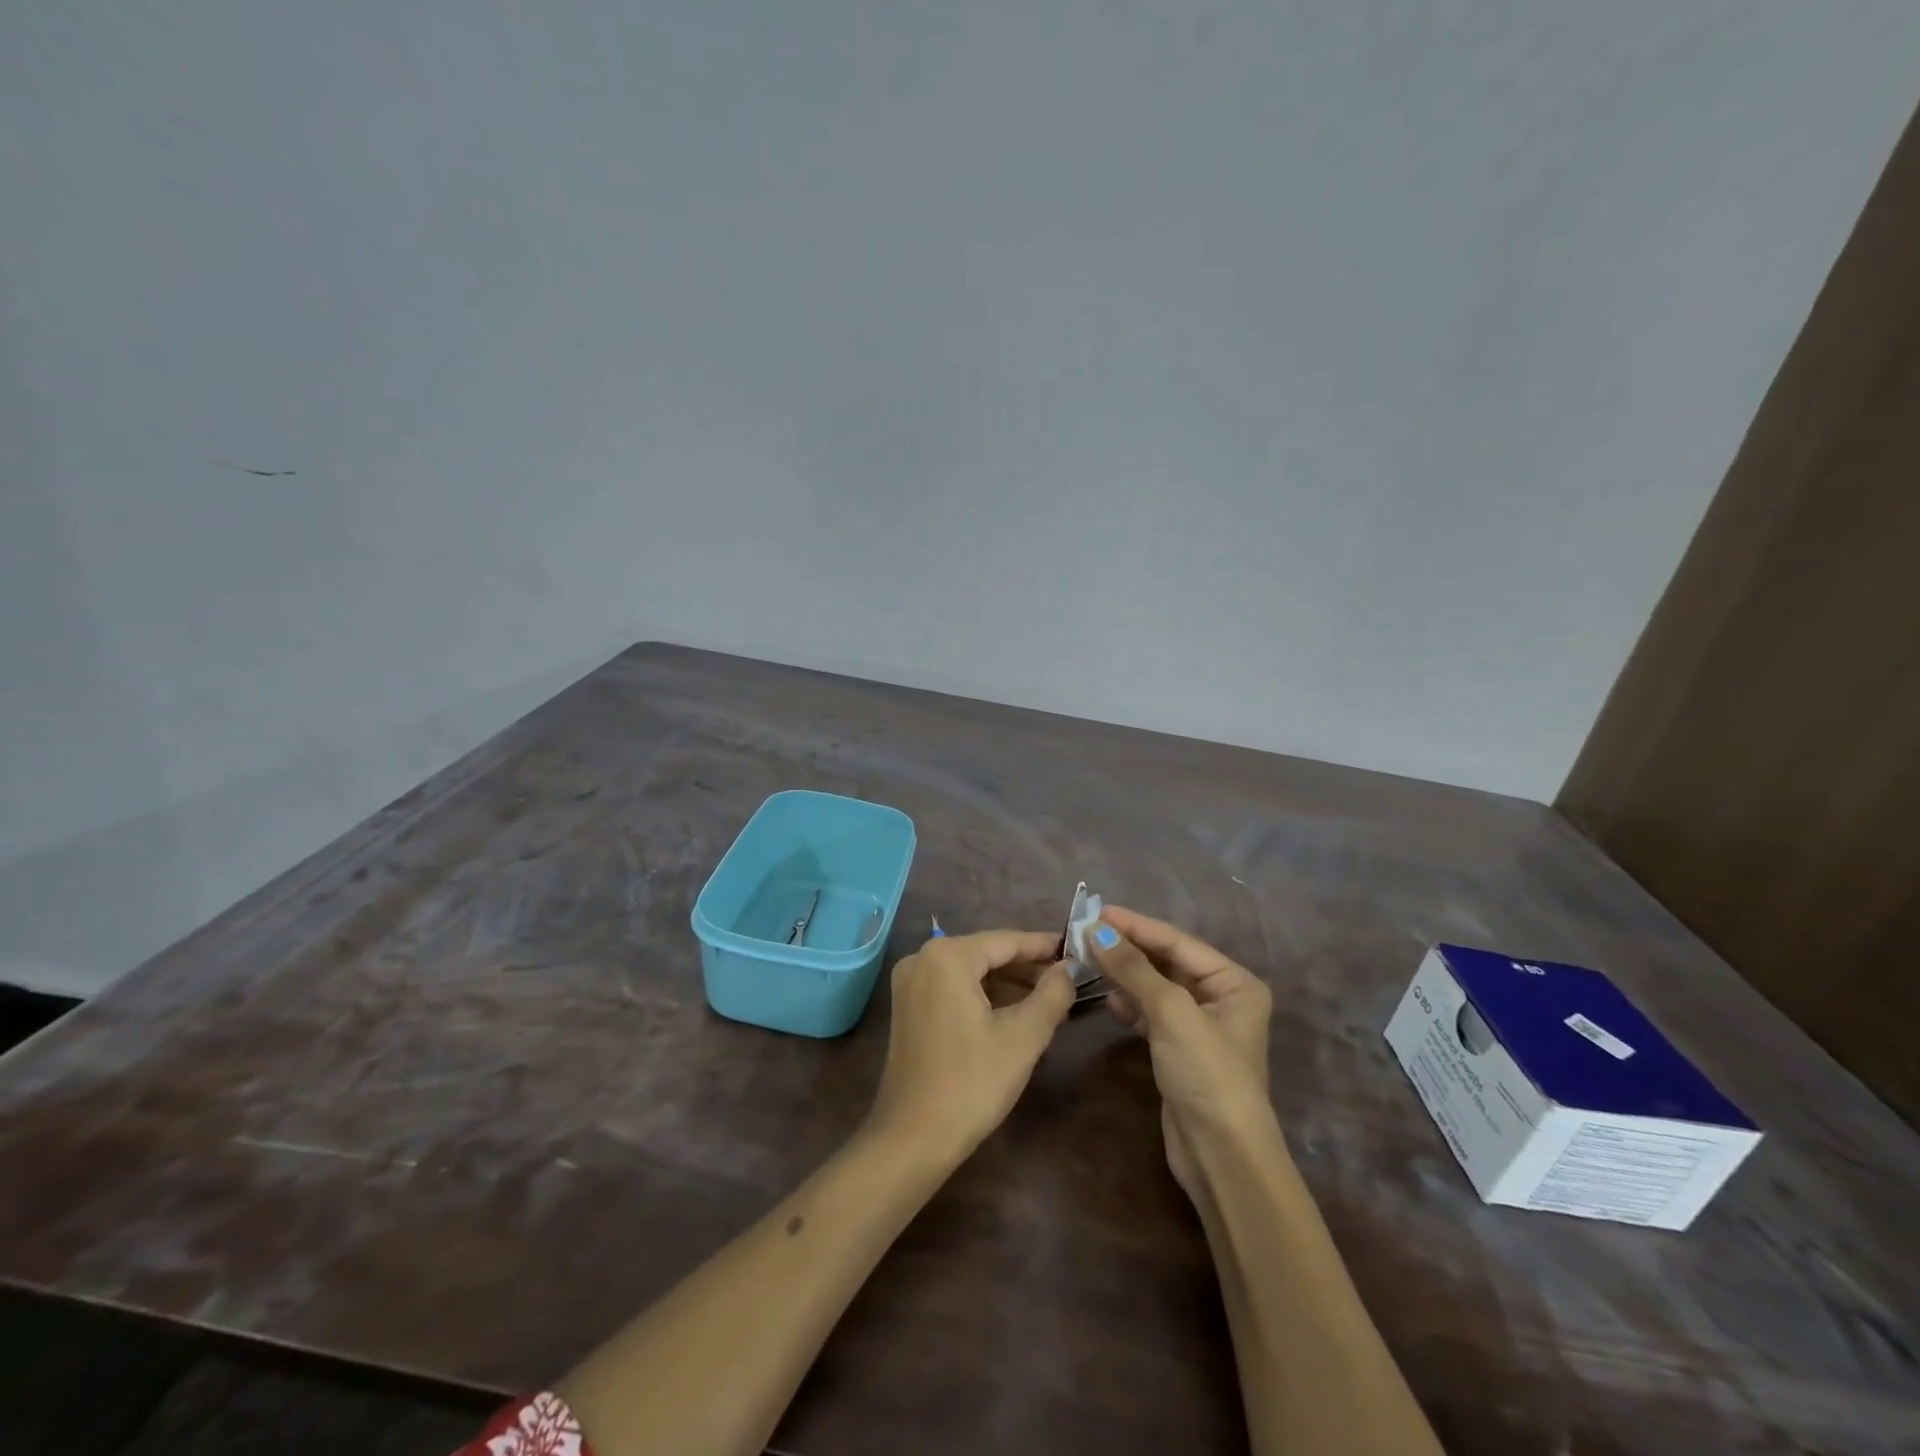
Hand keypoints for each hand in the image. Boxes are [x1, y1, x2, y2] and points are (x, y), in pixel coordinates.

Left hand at [866, 930, 1075, 1162]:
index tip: (1076, 949)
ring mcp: (910, 983)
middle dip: (1027, 967)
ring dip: (1008, 983)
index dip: (1043, 946)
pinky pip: (954, 988)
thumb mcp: (1023, 1037)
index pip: (1006, 941)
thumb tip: (1069, 968)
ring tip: (1050, 997)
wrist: (913, 1139)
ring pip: (971, 972)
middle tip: (1068, 978)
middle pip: (987, 953)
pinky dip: (985, 996)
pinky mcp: (908, 1007)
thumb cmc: (972, 1082)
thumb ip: (1052, 994)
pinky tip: (1014, 1011)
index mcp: (947, 956)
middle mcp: (922, 958)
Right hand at [1086, 906, 1272, 1196]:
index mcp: (1234, 982)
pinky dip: (1129, 1003)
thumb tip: (1095, 930)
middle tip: (1085, 932)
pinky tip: (1107, 997)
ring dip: (1124, 974)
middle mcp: (1221, 998)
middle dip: (1127, 948)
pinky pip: (1150, 1013)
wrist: (1221, 1156)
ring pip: (1155, 987)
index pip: (1177, 941)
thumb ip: (1133, 968)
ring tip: (1087, 958)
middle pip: (1166, 961)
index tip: (1096, 910)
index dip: (1135, 925)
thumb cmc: (1206, 1073)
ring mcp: (1200, 1026)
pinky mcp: (1180, 1050)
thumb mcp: (1171, 1012)